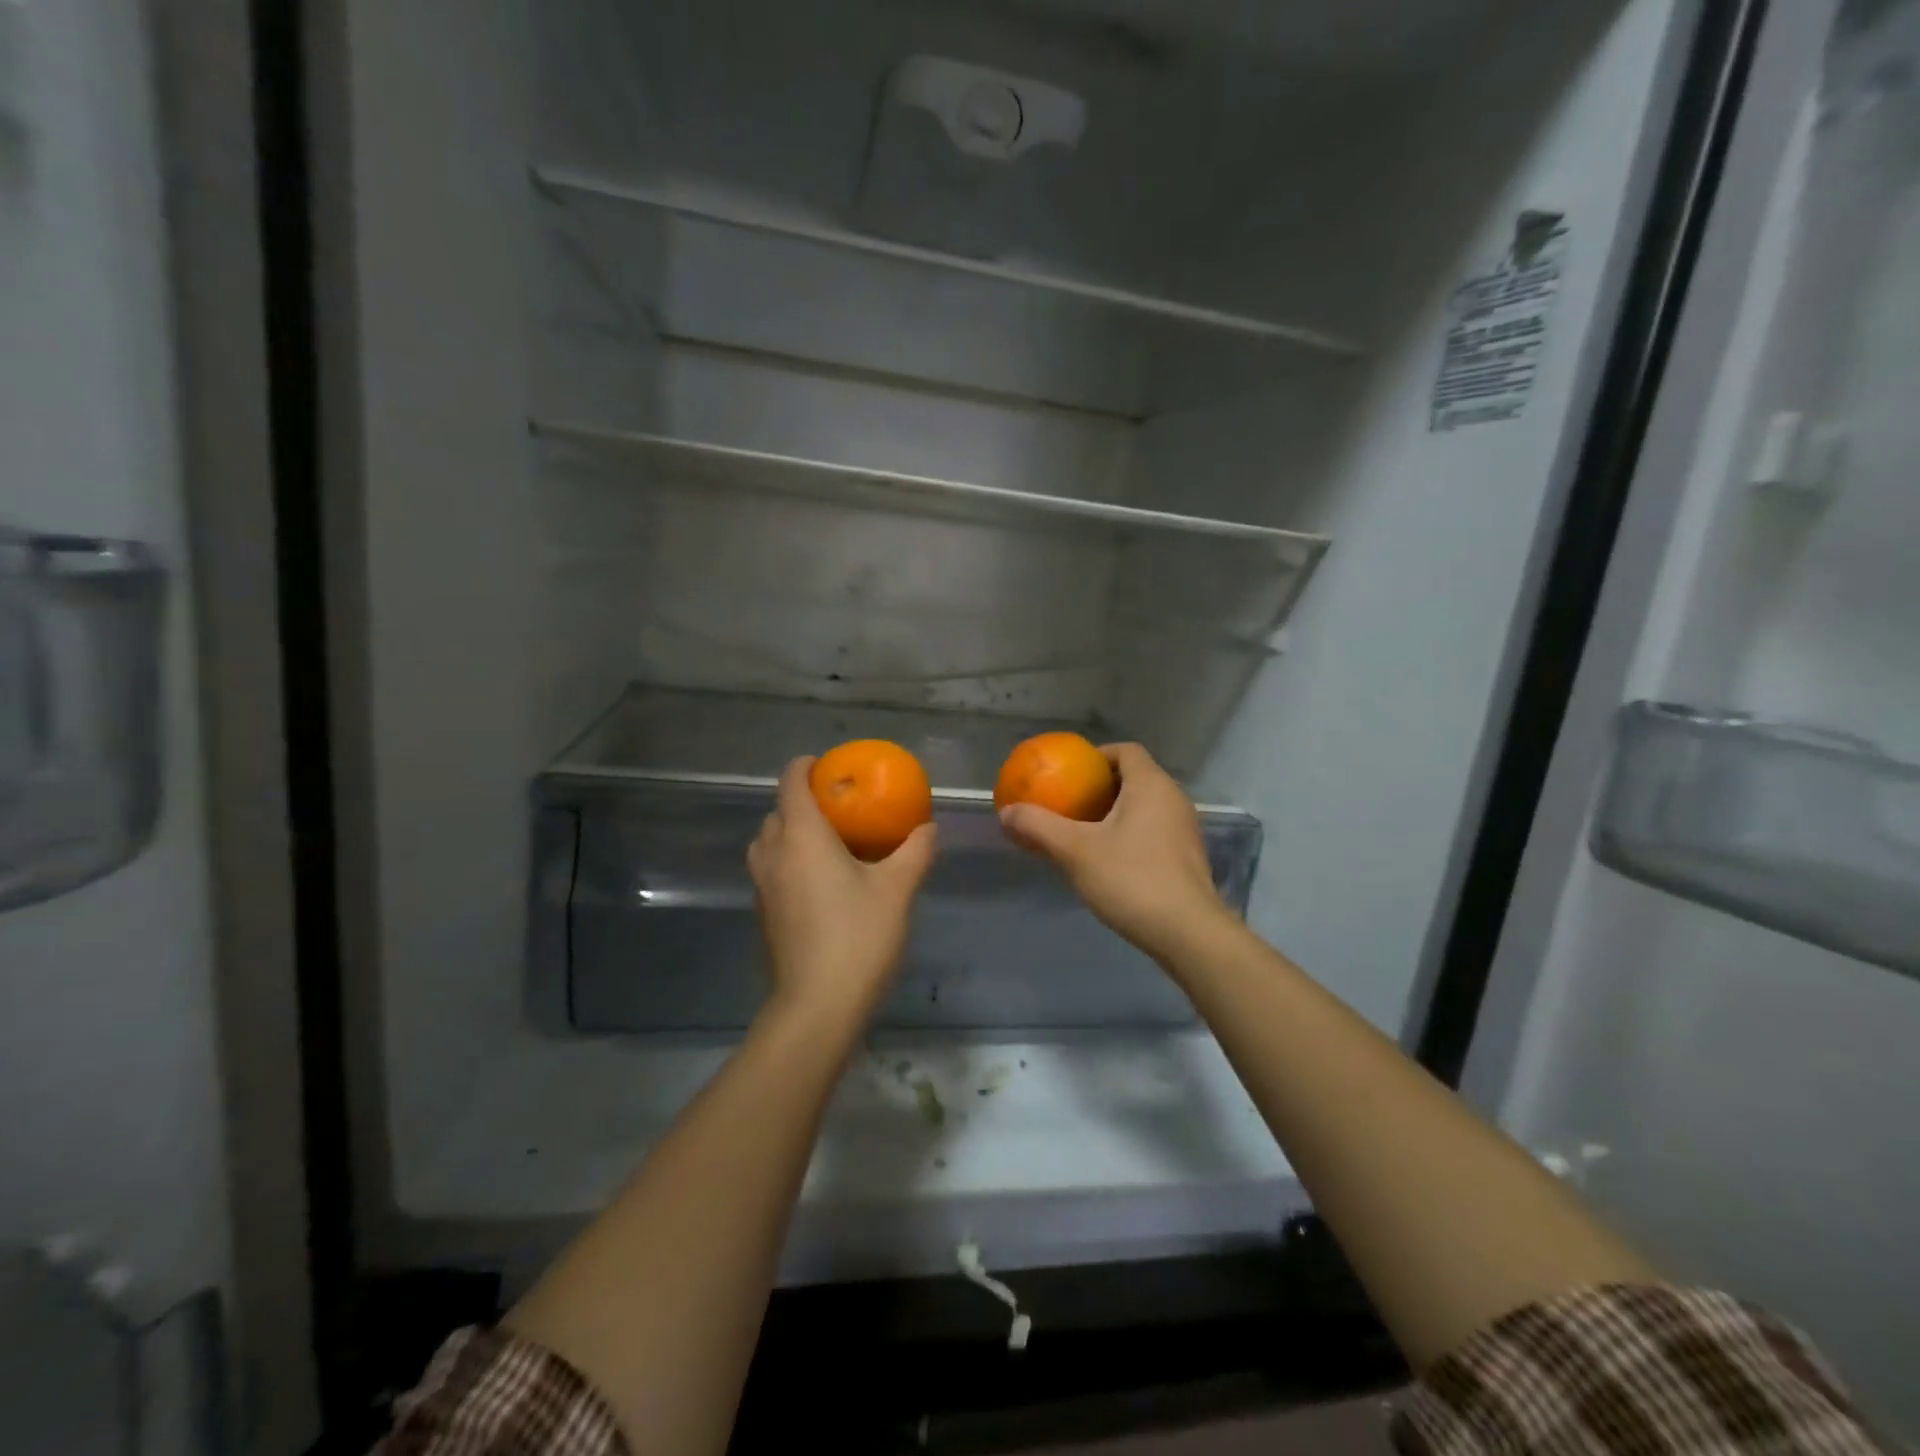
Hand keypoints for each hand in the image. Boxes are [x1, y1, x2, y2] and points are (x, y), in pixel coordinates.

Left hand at [748, 757, 938, 1028]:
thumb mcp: (897, 889)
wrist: (817, 1006)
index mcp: (801, 837)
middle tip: (839, 807)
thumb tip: (928, 826)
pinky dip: (789, 861)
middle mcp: (773, 854)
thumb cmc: (858, 937)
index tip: (826, 765)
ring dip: (791, 832)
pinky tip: (822, 881)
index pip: (790, 783)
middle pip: (777, 812)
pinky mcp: (763, 914)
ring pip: (769, 843)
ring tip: (829, 842)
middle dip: (801, 801)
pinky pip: (772, 870)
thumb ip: (915, 851)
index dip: (804, 766)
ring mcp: (762, 886)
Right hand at [999, 743, 1232, 964]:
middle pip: (1134, 778)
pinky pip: (1153, 831)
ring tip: (1082, 833)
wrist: (1189, 934)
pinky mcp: (1187, 858)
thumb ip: (1038, 826)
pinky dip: (1129, 835)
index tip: (1069, 774)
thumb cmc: (1132, 880)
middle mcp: (1173, 799)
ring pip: (1144, 807)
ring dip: (1113, 814)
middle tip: (1068, 804)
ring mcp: (1184, 829)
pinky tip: (1107, 862)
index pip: (1125, 751)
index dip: (1096, 756)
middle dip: (1099, 787)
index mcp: (1151, 785)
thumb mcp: (1075, 851)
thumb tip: (1006, 812)